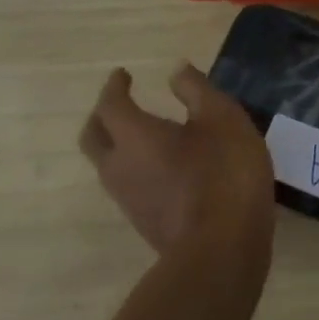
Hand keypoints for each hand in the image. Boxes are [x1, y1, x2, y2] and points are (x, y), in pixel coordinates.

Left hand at [80, 63, 275, 263]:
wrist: (222, 249)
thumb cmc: (224, 172)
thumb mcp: (222, 119)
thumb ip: (197, 91)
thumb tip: (175, 70)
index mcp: (134, 136)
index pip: (111, 105)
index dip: (115, 87)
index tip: (123, 75)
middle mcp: (120, 167)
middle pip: (94, 137)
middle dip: (102, 116)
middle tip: (120, 104)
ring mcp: (129, 200)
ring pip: (108, 165)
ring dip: (117, 145)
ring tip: (145, 135)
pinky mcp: (145, 223)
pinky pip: (129, 186)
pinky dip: (137, 168)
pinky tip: (165, 168)